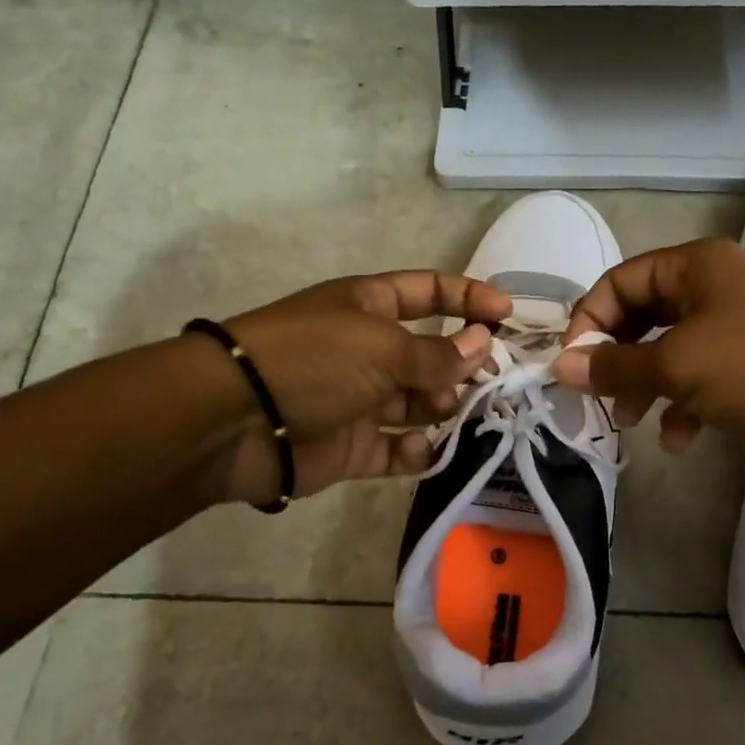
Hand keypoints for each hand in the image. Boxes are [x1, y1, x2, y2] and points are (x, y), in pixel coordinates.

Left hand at [215, 271, 511, 504]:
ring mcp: (359, 400)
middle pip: (430, 353)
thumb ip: (437, 354)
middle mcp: (368, 350)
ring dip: (444, 408)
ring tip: (457, 413)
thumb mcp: (381, 345)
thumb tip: (484, 345)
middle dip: (463, 364)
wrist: (235, 420)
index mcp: (369, 307)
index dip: (468, 298)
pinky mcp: (350, 447)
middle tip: (492, 381)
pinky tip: (423, 450)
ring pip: (418, 403)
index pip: (429, 292)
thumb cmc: (312, 360)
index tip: (509, 316)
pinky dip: (414, 452)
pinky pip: (394, 450)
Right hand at [552, 239, 744, 492]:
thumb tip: (560, 366)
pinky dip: (682, 408)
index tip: (572, 364)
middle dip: (616, 356)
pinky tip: (678, 438)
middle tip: (597, 392)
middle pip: (642, 317)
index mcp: (697, 266)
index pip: (622, 280)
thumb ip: (614, 366)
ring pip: (668, 354)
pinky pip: (699, 384)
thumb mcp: (676, 363)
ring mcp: (735, 334)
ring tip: (630, 419)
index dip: (591, 318)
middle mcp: (714, 291)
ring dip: (645, 385)